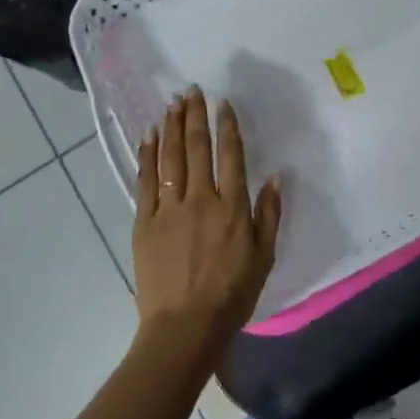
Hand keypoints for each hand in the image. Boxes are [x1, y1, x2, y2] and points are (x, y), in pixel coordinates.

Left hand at [131, 89, 280, 362]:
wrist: (184, 327)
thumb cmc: (231, 295)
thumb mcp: (264, 258)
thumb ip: (268, 215)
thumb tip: (275, 177)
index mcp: (232, 207)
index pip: (230, 156)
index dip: (227, 127)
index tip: (223, 104)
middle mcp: (200, 199)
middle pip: (197, 148)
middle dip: (196, 116)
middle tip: (192, 91)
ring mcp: (169, 208)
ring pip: (171, 157)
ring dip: (172, 127)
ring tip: (172, 103)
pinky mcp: (145, 221)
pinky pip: (146, 180)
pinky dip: (148, 155)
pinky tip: (149, 136)